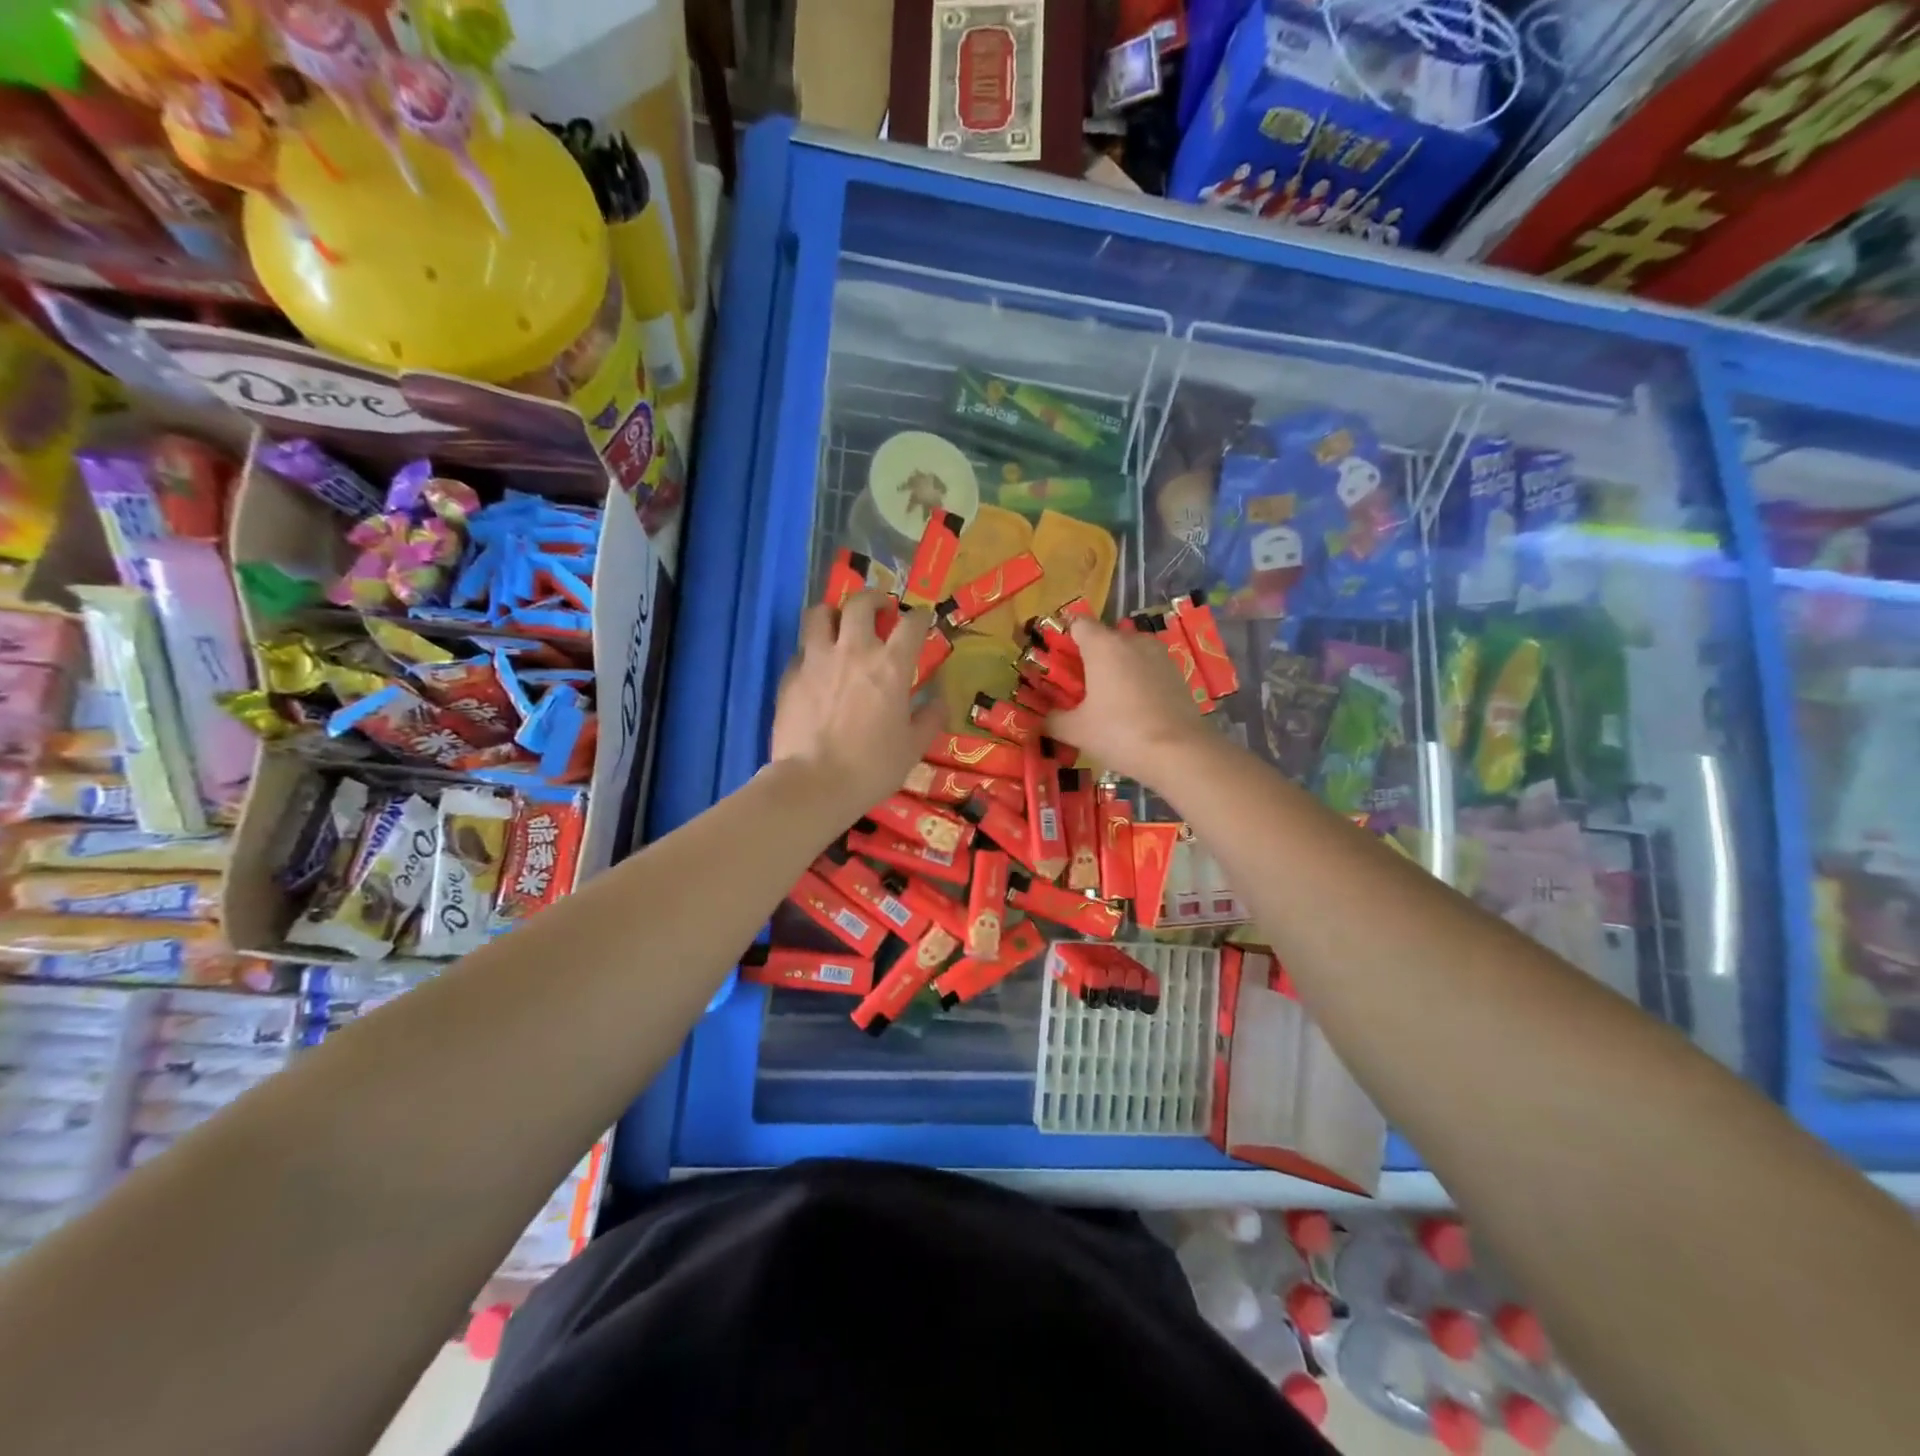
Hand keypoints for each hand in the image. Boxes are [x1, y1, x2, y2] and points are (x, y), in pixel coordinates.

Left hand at [770, 592, 943, 817]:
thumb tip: (940, 701)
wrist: (814, 783)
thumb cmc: (872, 767)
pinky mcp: (790, 675)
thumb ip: (929, 719)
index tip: (922, 618)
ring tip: (839, 624)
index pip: (911, 624)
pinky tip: (816, 666)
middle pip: (861, 603)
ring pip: (820, 614)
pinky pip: (801, 650)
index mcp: (891, 666)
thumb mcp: (913, 748)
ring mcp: (817, 659)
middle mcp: (854, 651)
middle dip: (874, 599)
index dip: (920, 617)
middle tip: (880, 609)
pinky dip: (811, 650)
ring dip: (833, 613)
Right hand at [1046, 616, 1209, 788]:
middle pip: (1104, 638)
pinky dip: (1138, 680)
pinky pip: (1148, 668)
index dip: (1065, 638)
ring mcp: (1159, 655)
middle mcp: (1132, 640)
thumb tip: (1042, 719)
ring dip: (1116, 668)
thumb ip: (1052, 720)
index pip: (1078, 623)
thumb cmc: (1119, 733)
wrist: (1180, 753)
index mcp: (1103, 645)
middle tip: (1079, 688)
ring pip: (1128, 653)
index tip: (1058, 662)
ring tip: (1109, 700)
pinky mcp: (1177, 673)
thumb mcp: (1075, 731)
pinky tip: (1135, 708)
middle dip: (1090, 657)